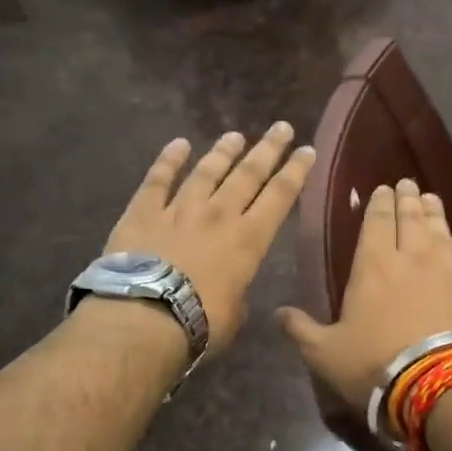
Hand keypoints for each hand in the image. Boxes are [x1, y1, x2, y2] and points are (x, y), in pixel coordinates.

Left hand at [104, 124, 315, 355]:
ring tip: (235, 136)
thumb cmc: (200, 322)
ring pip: (207, 171)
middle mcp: (219, 214)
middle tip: (281, 128)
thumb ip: (237, 291)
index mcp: (249, 240)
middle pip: (248, 174)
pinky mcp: (143, 212)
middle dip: (268, 149)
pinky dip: (168, 159)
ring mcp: (180, 209)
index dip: (296, 171)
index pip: (280, 197)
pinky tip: (178, 144)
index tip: (307, 150)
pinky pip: (158, 179)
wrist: (145, 316)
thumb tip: (230, 287)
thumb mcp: (235, 313)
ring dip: (223, 152)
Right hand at [277, 178, 451, 412]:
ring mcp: (446, 271)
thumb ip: (301, 329)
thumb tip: (278, 312)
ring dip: (433, 212)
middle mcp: (412, 258)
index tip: (381, 189)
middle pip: (411, 218)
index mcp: (374, 265)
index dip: (378, 203)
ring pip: (439, 231)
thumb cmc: (374, 364)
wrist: (438, 384)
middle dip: (406, 198)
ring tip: (430, 199)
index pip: (377, 221)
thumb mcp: (325, 353)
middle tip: (406, 184)